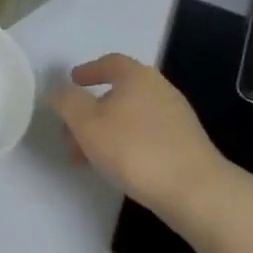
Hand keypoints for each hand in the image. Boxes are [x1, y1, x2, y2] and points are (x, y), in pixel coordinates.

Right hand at [49, 53, 224, 215]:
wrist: (193, 189)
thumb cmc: (134, 149)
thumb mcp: (87, 123)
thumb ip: (67, 102)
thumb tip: (59, 91)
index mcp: (137, 76)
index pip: (110, 62)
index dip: (88, 70)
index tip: (72, 81)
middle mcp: (159, 89)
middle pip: (119, 91)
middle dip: (91, 109)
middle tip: (71, 129)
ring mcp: (175, 116)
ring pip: (130, 115)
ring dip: (105, 129)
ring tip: (87, 155)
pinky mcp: (184, 142)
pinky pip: (145, 133)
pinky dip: (125, 141)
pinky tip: (117, 164)